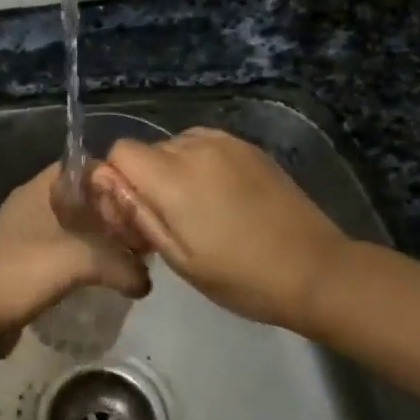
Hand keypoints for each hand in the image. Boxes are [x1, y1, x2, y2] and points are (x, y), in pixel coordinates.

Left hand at [0, 164, 150, 356]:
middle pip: (81, 197)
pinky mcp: (27, 263)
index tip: (139, 197)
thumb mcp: (79, 261)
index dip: (111, 176)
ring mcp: (27, 235)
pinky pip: (65, 251)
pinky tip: (107, 275)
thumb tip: (146, 282)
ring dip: (100, 238)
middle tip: (141, 230)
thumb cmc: (23, 273)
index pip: (80, 166)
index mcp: (37, 190)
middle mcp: (31, 206)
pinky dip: (86, 258)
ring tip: (130, 254)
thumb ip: (121, 264)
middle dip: (110, 211)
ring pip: (74, 226)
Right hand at [89, 128, 351, 330]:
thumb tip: (103, 180)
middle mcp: (196, 147)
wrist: (316, 270)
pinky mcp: (250, 147)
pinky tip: (221, 199)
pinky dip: (200, 165)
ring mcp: (227, 143)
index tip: (131, 214)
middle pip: (147, 150)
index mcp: (173, 177)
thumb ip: (135, 212)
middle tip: (166, 222)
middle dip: (145, 180)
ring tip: (196, 210)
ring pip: (176, 146)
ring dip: (173, 171)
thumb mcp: (178, 257)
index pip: (120, 152)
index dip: (116, 180)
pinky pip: (205, 146)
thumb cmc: (240, 276)